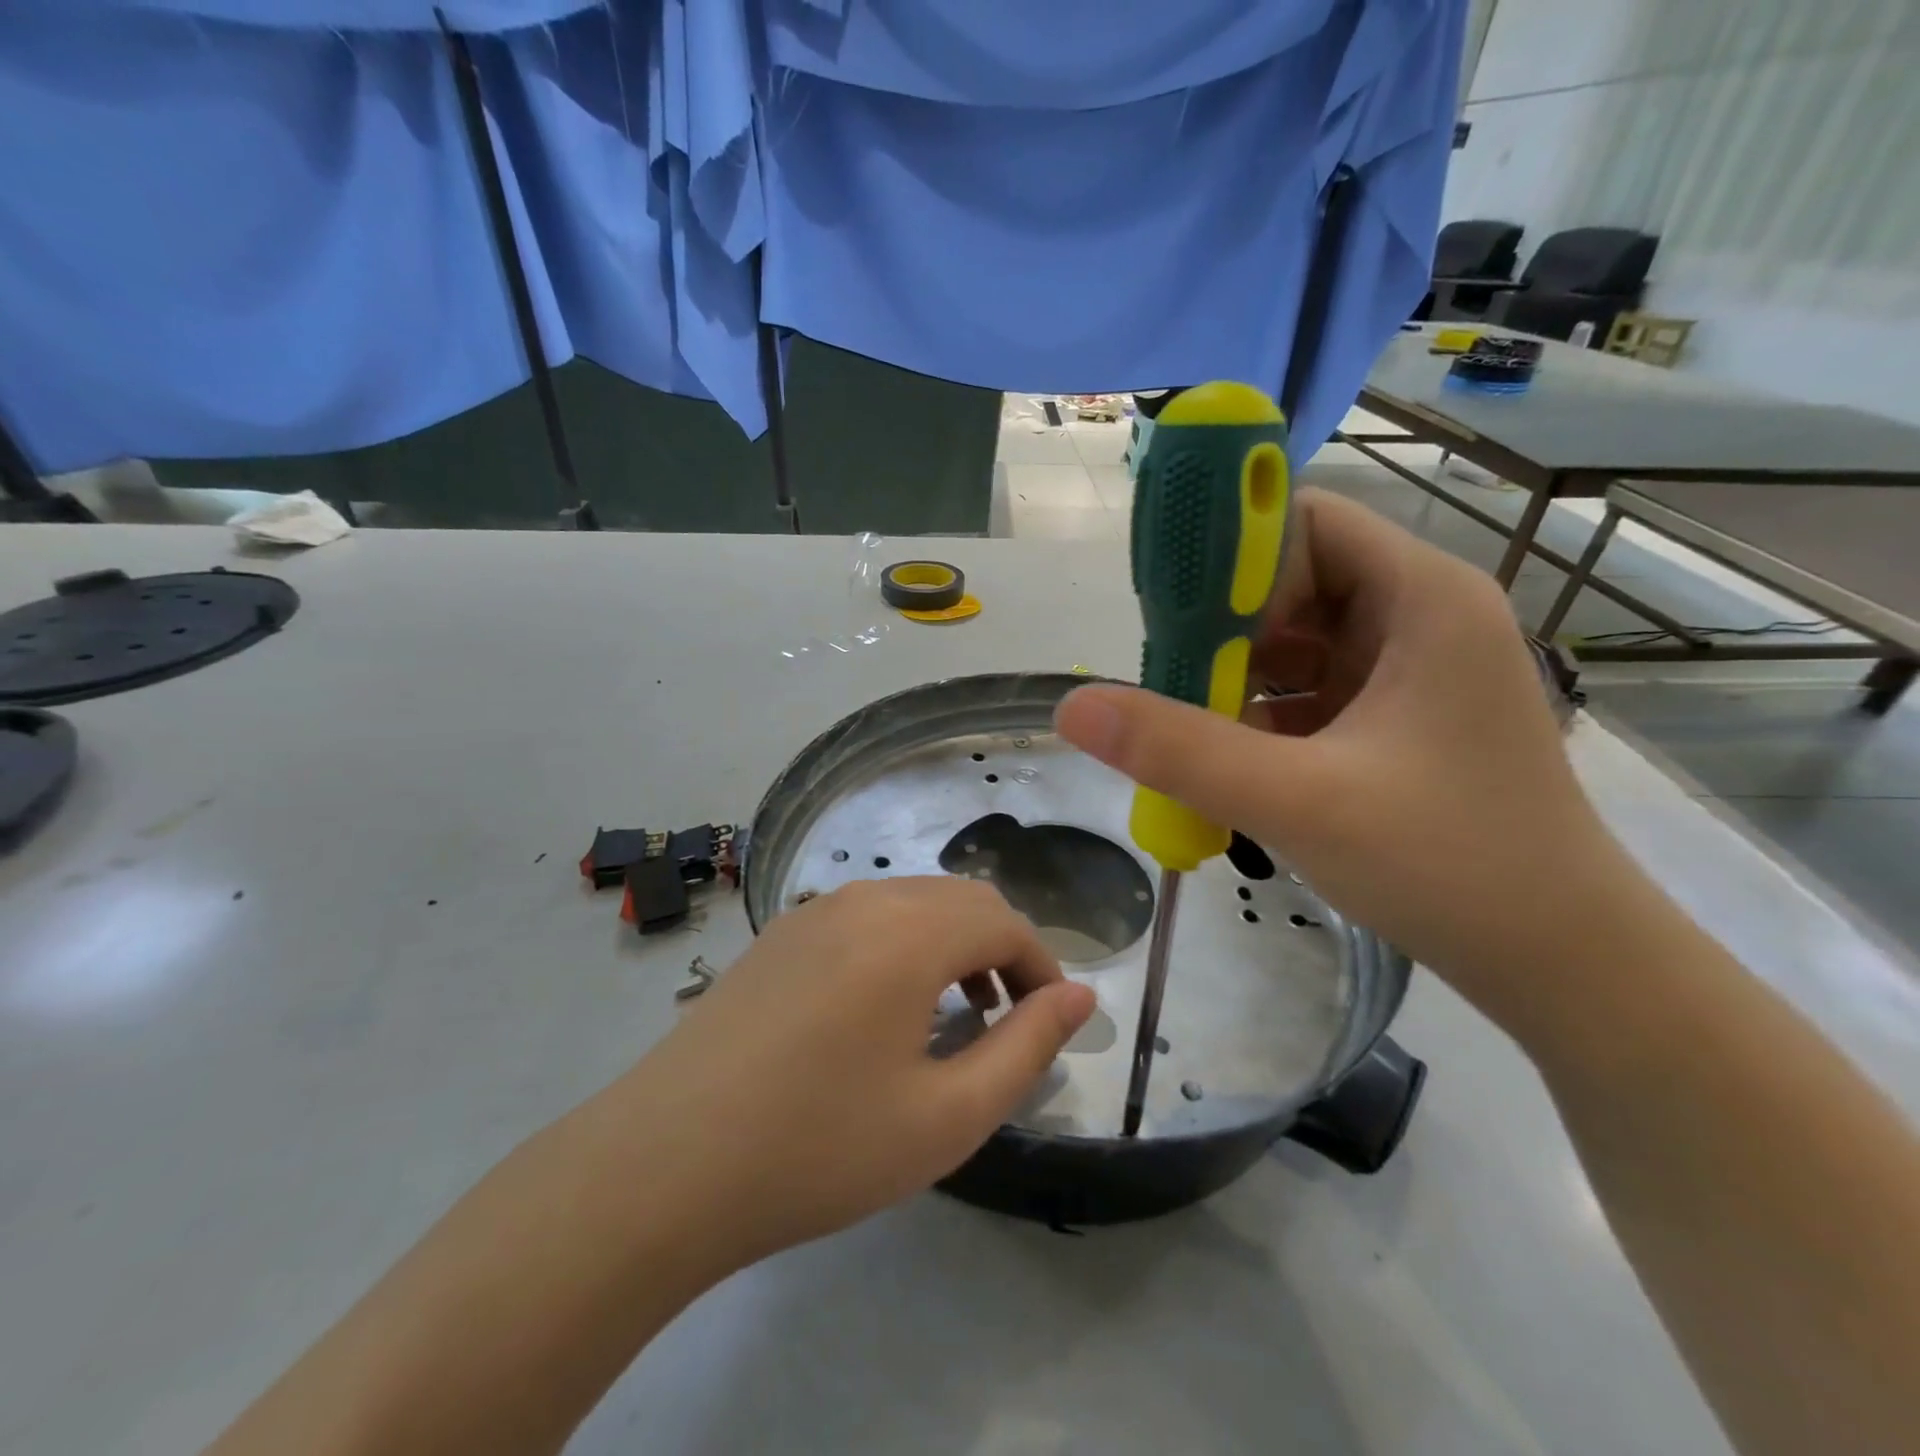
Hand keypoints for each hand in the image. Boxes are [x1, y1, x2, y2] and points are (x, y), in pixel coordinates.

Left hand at [607, 877, 1094, 1271]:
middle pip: (961, 901)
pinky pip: (866, 917)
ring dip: (952, 945)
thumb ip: (1027, 1048)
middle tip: (1010, 1023)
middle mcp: (863, 899)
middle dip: (1002, 952)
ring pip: (912, 902)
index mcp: (908, 932)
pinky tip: (885, 1009)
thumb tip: (1080, 998)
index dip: (1042, 967)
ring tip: (956, 1018)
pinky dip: (903, 944)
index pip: (1004, 923)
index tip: (1052, 1023)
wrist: (664, 1165)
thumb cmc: (819, 1148)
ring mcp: (813, 910)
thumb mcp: (946, 1117)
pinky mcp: (780, 934)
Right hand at [1055, 489, 1625, 1027]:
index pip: (1303, 522)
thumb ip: (1179, 750)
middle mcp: (1420, 617)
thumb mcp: (1298, 801)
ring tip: (1186, 725)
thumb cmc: (1451, 865)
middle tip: (1165, 682)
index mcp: (1420, 598)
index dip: (1229, 554)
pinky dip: (1262, 713)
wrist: (1564, 963)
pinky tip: (1230, 757)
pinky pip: (1311, 689)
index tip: (1169, 614)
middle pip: (1292, 581)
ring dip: (1235, 676)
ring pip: (1296, 640)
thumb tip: (1072, 707)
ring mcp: (1411, 671)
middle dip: (1223, 628)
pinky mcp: (1399, 719)